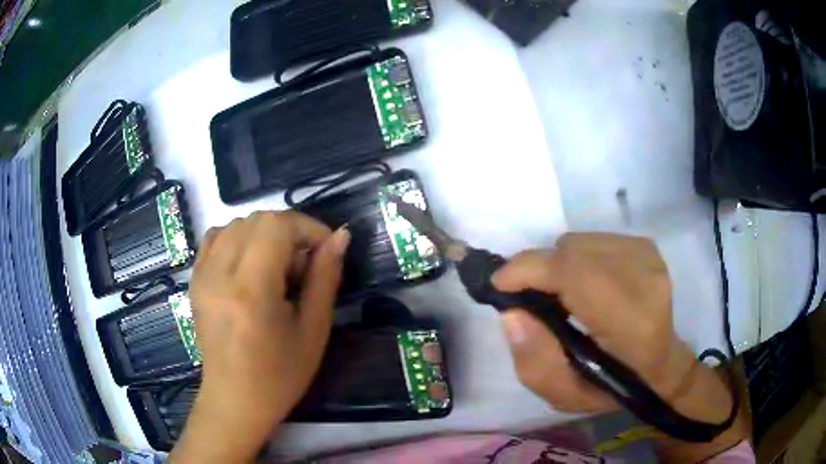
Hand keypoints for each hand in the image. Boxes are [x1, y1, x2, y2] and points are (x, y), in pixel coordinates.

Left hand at [170, 211, 349, 462]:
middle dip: (289, 231)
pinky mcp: (195, 280)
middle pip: (257, 220)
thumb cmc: (279, 375)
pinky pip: (216, 238)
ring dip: (265, 234)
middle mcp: (219, 273)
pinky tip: (250, 264)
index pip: (277, 226)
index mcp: (250, 290)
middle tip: (303, 265)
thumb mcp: (313, 330)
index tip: (326, 250)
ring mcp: (202, 275)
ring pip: (236, 224)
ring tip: (277, 267)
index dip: (308, 228)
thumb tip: (340, 237)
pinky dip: (239, 239)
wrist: (235, 399)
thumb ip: (325, 277)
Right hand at [492, 233, 727, 421]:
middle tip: (525, 295)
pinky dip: (576, 257)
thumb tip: (513, 313)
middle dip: (538, 268)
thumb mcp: (566, 396)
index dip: (531, 270)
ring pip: (580, 242)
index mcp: (632, 325)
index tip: (499, 283)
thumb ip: (535, 362)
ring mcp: (649, 258)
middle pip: (572, 252)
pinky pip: (593, 239)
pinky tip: (582, 282)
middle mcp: (646, 281)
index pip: (575, 276)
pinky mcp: (647, 247)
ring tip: (558, 293)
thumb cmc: (614, 386)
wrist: (660, 363)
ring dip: (557, 264)